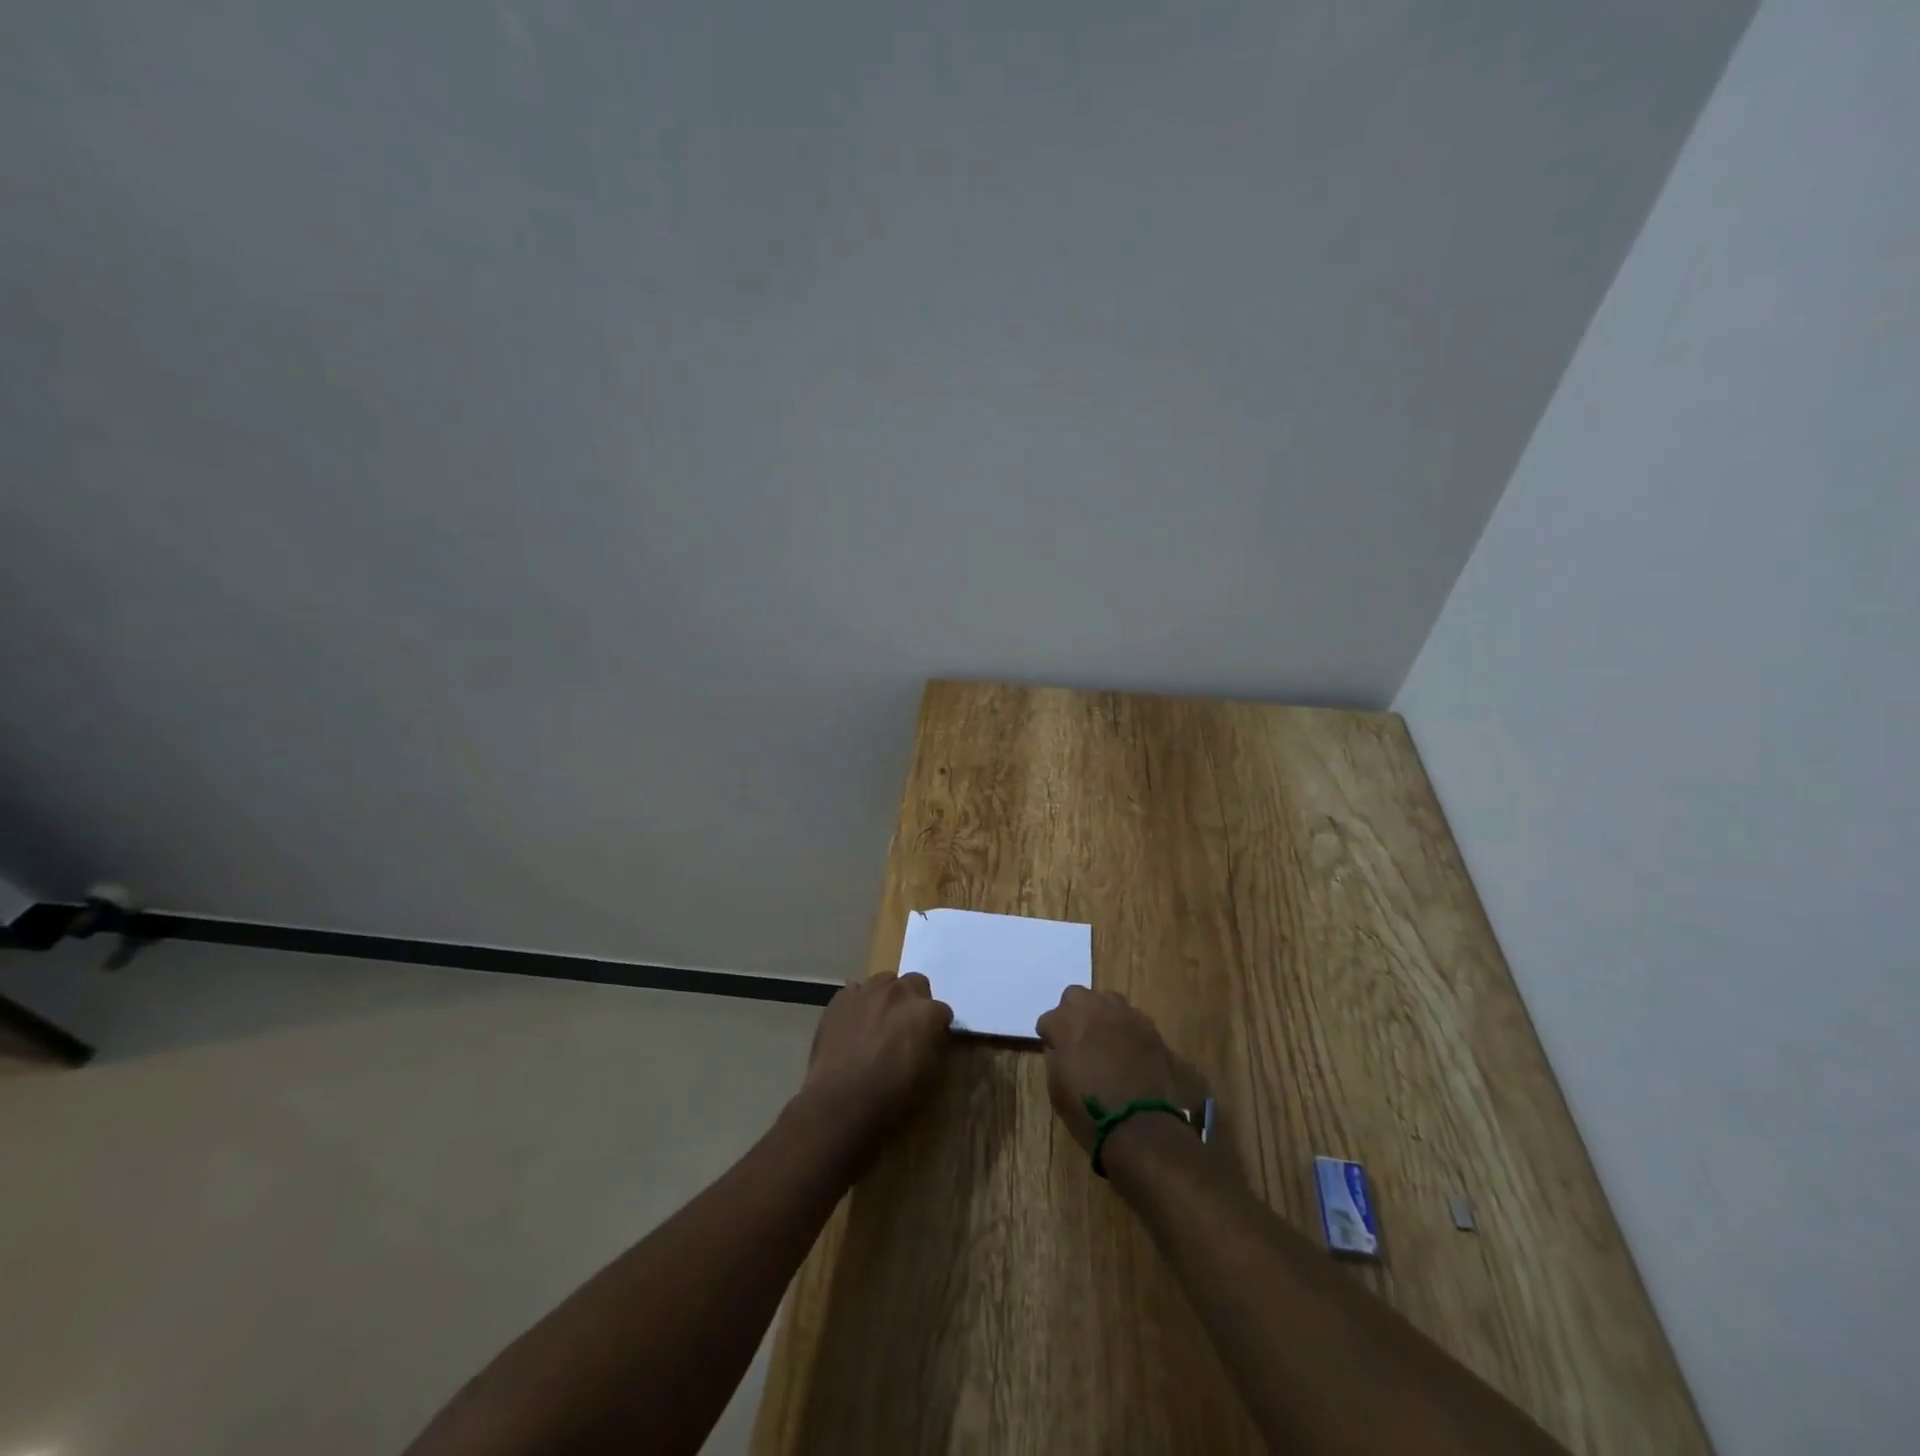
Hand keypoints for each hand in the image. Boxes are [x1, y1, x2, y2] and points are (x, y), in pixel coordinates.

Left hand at [798, 972, 953, 1140]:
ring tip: (880, 1021)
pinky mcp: (840, 999)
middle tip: (906, 1027)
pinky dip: (860, 1003)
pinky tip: (855, 1024)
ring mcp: (867, 991)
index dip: (937, 1027)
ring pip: (885, 981)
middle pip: (916, 983)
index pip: (942, 1011)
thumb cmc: (890, 1097)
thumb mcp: (928, 1077)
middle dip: (915, 1001)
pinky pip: (856, 992)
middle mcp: (899, 993)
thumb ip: (933, 1045)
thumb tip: (931, 1036)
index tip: (930, 1041)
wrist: (839, 1103)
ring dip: (888, 997)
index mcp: (926, 1012)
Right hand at [1036, 987, 1209, 1156]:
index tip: (1054, 1051)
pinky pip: (1131, 1019)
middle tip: (1076, 1039)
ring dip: (1101, 1016)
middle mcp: (1096, 1009)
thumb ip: (1055, 1057)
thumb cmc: (1090, 1113)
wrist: (1142, 1127)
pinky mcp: (1150, 1028)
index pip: (1048, 1019)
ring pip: (1107, 1001)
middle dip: (1073, 1014)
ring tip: (1104, 1042)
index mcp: (1067, 1022)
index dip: (1049, 1037)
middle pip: (1076, 997)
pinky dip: (1126, 1030)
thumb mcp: (1057, 1089)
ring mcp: (1126, 1015)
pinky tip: (1128, 1052)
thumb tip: (1059, 1047)